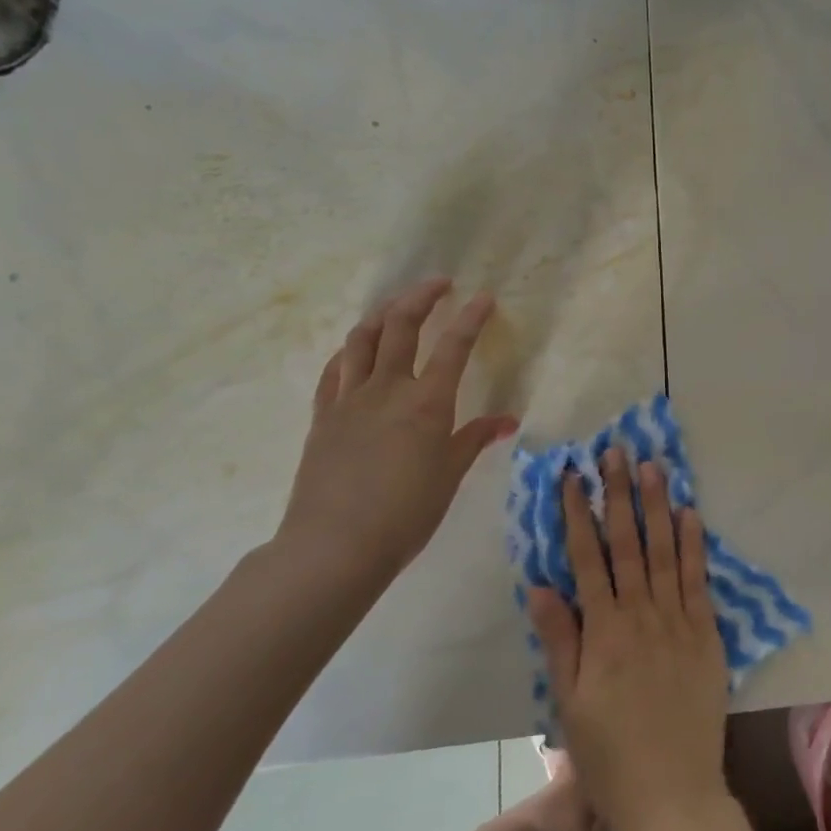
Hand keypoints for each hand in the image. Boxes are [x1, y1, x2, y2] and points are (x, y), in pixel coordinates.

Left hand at [276, 277, 517, 576]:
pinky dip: (349, 351)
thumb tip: (506, 420)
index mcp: (426, 403)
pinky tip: (356, 351)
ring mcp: (349, 400)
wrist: (334, 547)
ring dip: (383, 314)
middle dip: (421, 297)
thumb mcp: (449, 475)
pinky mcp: (323, 416)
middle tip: (439, 283)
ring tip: (398, 306)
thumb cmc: (405, 514)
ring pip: (362, 339)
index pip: (454, 347)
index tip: (483, 297)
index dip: (471, 318)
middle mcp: (387, 389)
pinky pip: (334, 371)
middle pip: (401, 326)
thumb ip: (475, 439)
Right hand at [528, 451, 731, 830]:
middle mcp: (640, 614)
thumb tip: (540, 584)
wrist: (673, 794)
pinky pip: (699, 579)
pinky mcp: (707, 632)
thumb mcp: (569, 703)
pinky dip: (695, 543)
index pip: (586, 558)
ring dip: (658, 505)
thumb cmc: (610, 754)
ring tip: (653, 466)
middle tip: (616, 451)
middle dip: (619, 493)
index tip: (573, 475)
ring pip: (666, 550)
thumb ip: (560, 639)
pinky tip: (691, 513)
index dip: (579, 513)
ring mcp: (678, 620)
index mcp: (603, 631)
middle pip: (627, 542)